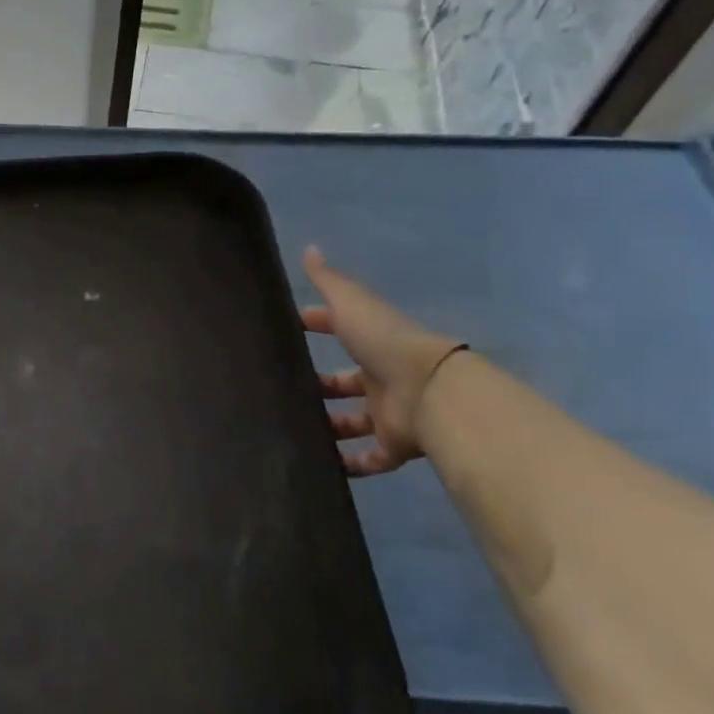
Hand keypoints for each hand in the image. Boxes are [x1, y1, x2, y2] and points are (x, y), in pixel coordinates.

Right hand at [301, 247, 463, 476]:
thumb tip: (309, 248)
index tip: (288, 328)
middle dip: (321, 384)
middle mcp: (381, 376)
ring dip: (330, 425)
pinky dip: (350, 464)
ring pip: (354, 420)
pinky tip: (322, 465)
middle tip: (284, 388)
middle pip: (346, 381)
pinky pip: (370, 458)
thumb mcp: (351, 304)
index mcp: (372, 341)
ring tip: (295, 427)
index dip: (316, 324)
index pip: (340, 329)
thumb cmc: (385, 342)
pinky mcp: (394, 444)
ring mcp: (388, 411)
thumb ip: (329, 281)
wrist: (429, 391)